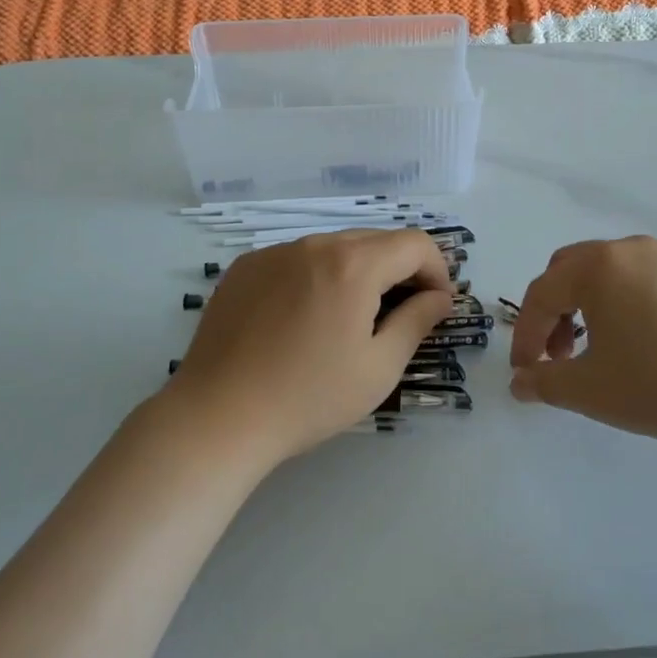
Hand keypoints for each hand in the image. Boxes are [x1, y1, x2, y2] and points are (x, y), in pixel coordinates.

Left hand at [167, 229, 453, 466]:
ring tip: (349, 319)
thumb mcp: (378, 368)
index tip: (436, 305)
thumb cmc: (308, 397)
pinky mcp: (245, 267)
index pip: (414, 244)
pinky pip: (297, 259)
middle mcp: (315, 244)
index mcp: (353, 264)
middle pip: (375, 240)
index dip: (437, 270)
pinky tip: (303, 320)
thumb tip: (439, 297)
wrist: (217, 416)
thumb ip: (417, 322)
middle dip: (400, 269)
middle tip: (402, 314)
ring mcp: (275, 252)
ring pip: (334, 247)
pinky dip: (316, 277)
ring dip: (357, 272)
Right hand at [509, 236, 656, 446]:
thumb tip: (521, 382)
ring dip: (594, 306)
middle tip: (562, 354)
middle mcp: (630, 249)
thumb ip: (546, 383)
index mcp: (597, 267)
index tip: (526, 372)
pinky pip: (651, 280)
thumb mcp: (593, 391)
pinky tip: (654, 342)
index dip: (526, 334)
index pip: (542, 294)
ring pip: (614, 273)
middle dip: (557, 311)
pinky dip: (633, 304)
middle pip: (572, 270)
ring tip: (607, 350)